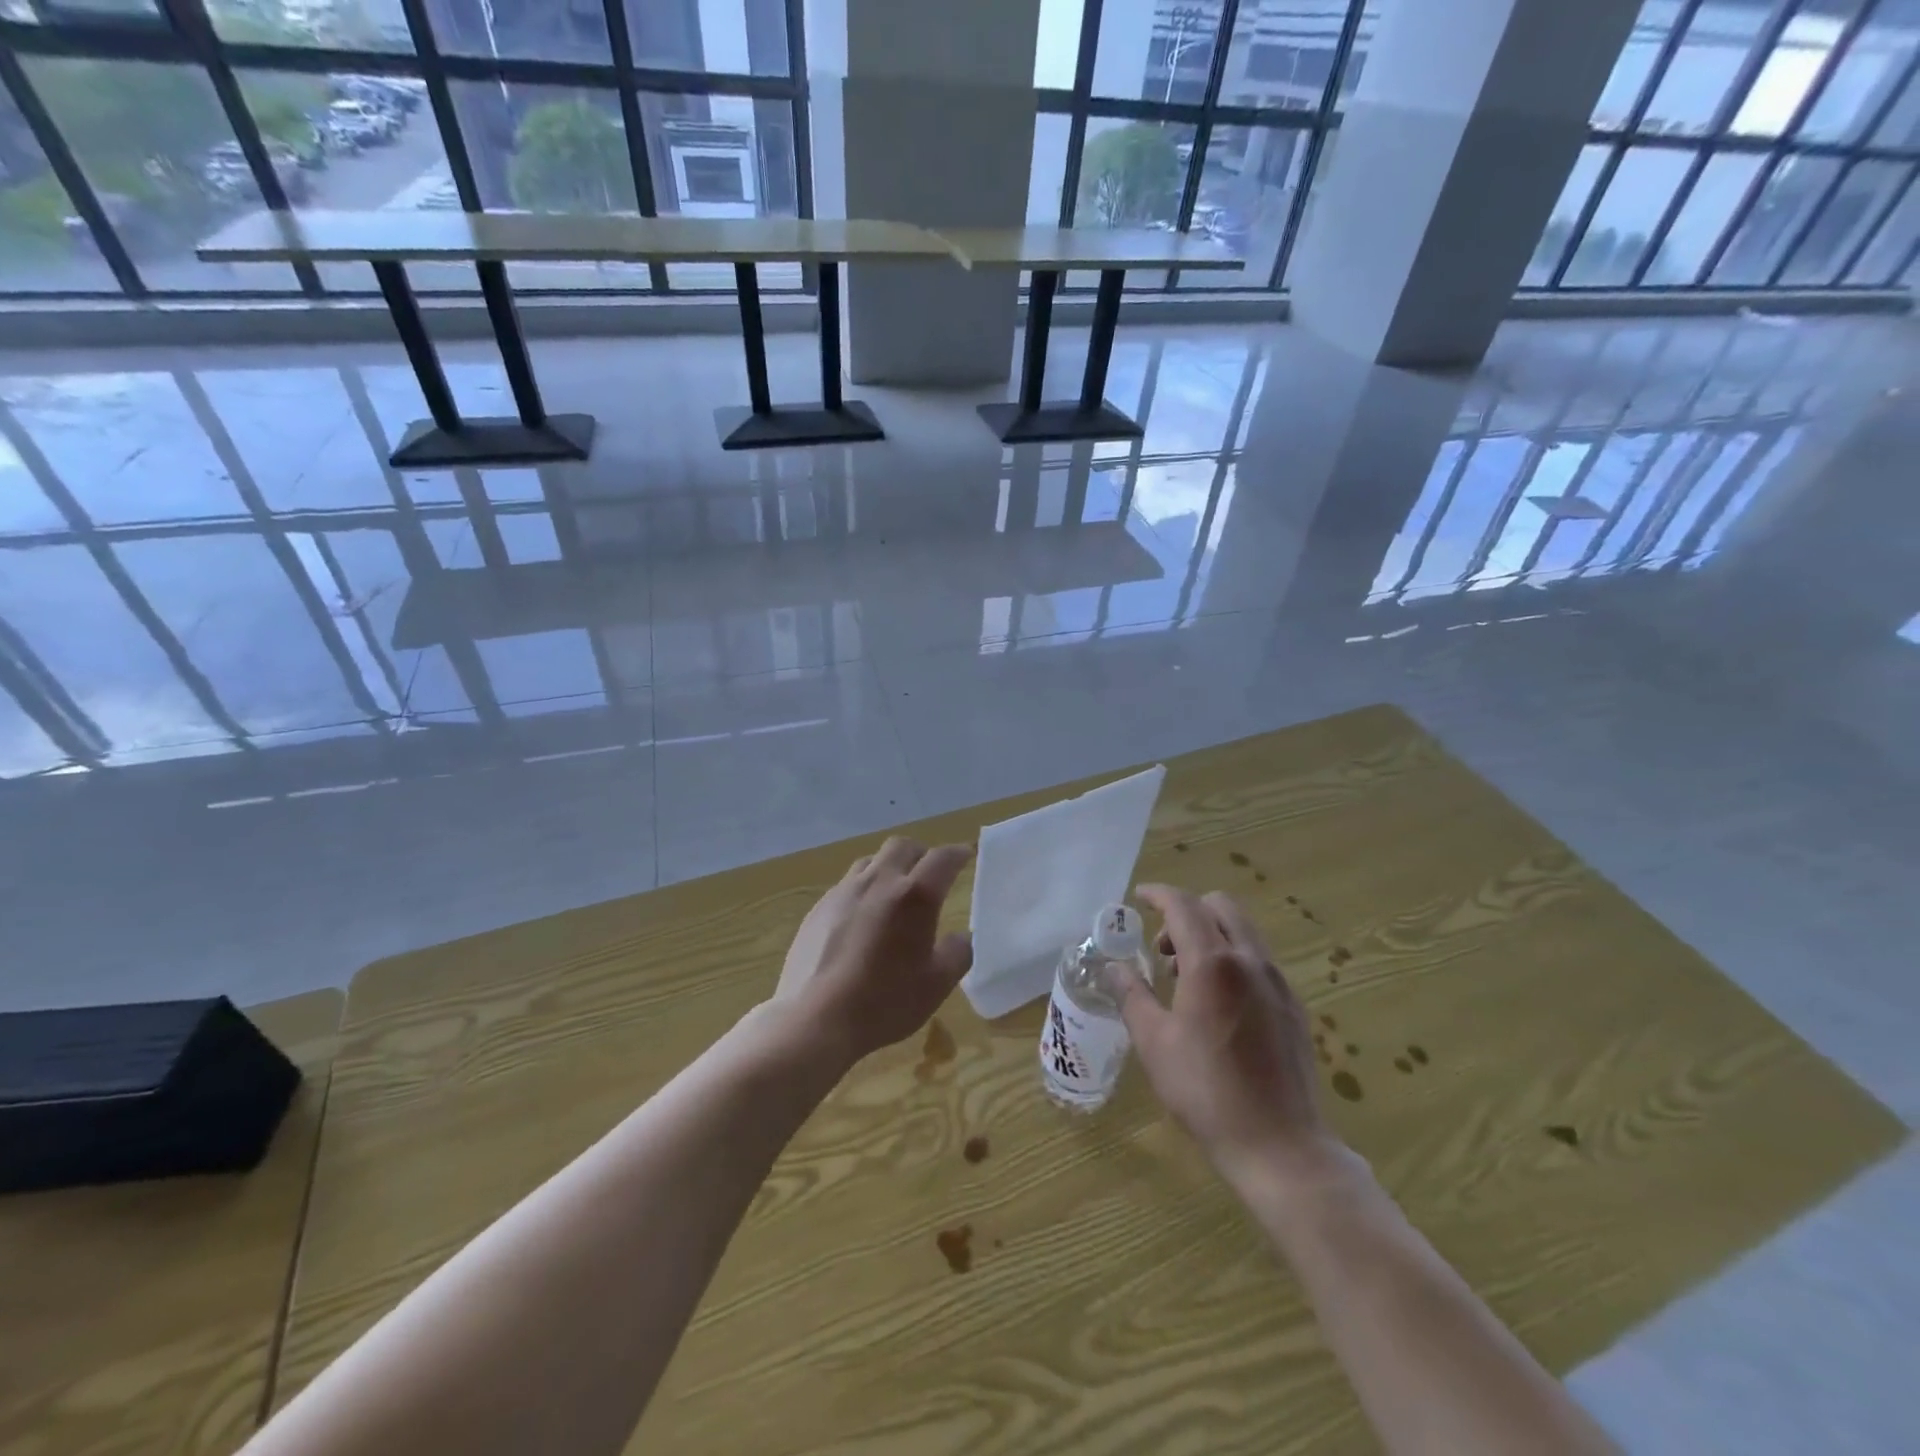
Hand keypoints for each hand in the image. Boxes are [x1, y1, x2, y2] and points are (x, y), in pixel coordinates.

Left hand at [775, 837, 973, 1065]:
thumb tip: (961, 937)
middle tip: (930, 874)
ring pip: (872, 861)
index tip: (966, 855)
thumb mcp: (937, 984)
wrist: (814, 1019)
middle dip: (921, 853)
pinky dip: (864, 890)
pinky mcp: (819, 908)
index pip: (942, 858)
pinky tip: (862, 919)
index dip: (958, 853)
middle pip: (902, 846)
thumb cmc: (884, 1002)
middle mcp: (879, 882)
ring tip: (895, 893)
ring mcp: (844, 892)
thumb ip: (958, 953)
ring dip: (889, 867)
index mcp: (914, 896)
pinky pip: (847, 885)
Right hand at [1106, 884, 1357, 1197]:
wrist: (1281, 1146)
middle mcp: (1250, 961)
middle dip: (1187, 912)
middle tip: (1162, 948)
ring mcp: (1277, 982)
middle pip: (1220, 906)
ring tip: (1185, 979)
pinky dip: (1233, 958)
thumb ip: (1131, 995)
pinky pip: (1258, 959)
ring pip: (1243, 931)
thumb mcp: (1154, 1043)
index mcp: (1212, 964)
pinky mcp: (1293, 1005)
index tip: (1138, 898)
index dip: (1158, 894)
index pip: (1184, 905)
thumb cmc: (1206, 1092)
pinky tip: (1218, 1003)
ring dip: (1210, 934)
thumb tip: (1112, 967)